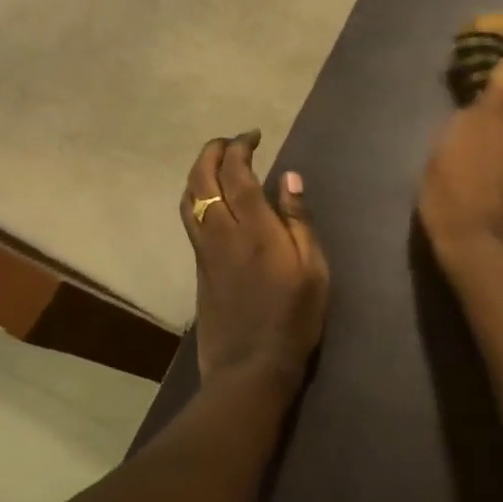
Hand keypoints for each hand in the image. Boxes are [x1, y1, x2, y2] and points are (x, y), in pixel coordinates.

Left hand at [181, 132, 329, 390]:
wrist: (251, 366)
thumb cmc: (294, 317)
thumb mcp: (313, 269)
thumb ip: (298, 221)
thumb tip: (289, 177)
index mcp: (254, 229)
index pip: (237, 174)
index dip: (240, 147)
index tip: (254, 135)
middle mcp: (222, 232)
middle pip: (202, 179)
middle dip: (213, 152)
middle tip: (232, 141)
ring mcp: (205, 251)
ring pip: (188, 198)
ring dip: (198, 172)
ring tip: (217, 163)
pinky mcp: (199, 267)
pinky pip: (189, 218)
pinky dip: (196, 195)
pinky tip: (211, 199)